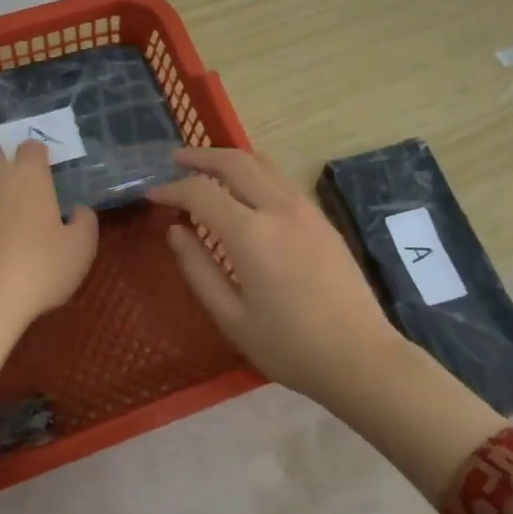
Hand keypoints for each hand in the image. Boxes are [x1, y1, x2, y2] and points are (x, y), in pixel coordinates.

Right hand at [150, 149, 404, 405]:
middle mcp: (280, 209)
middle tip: (176, 161)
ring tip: (208, 171)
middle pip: (236, 161)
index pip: (201, 192)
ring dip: (231, 160)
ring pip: (264, 164)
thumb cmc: (289, 346)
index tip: (152, 195)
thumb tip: (175, 231)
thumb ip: (198, 269)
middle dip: (201, 157)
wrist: (360, 356)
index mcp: (252, 235)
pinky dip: (256, 175)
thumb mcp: (231, 317)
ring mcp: (307, 211)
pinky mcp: (323, 220)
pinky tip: (246, 195)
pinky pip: (282, 182)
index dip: (172, 190)